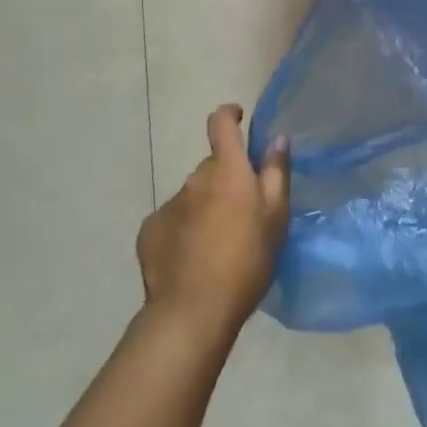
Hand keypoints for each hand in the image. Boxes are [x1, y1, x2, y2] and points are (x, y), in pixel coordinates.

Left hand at [137, 105, 289, 343]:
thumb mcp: (276, 217)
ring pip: (193, 195)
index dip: (229, 115)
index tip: (237, 117)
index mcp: (227, 170)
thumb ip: (276, 173)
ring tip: (219, 242)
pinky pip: (173, 219)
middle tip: (242, 211)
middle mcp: (195, 179)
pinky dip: (184, 228)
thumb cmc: (246, 260)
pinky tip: (193, 257)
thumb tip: (276, 139)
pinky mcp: (149, 231)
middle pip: (212, 167)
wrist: (192, 311)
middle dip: (226, 179)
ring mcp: (169, 204)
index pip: (221, 124)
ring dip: (205, 206)